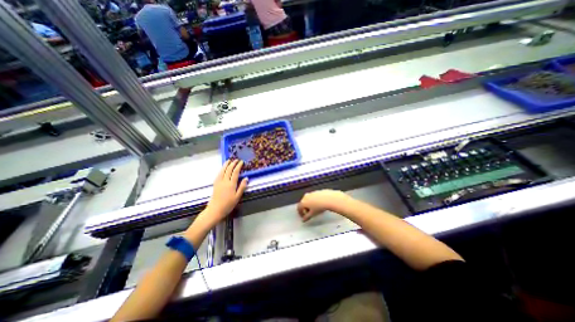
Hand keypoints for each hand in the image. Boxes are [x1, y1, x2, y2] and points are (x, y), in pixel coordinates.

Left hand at [203, 160, 247, 224]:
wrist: (215, 210)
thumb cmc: (228, 204)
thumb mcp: (237, 197)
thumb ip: (242, 187)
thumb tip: (246, 178)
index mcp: (231, 184)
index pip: (235, 172)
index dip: (238, 166)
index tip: (241, 162)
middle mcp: (224, 181)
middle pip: (228, 170)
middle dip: (233, 163)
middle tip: (236, 160)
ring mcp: (219, 182)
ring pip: (222, 170)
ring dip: (226, 164)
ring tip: (229, 160)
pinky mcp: (215, 184)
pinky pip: (218, 174)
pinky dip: (221, 169)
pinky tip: (222, 168)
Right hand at [299, 190, 347, 221]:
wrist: (328, 199)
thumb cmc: (319, 207)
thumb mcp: (312, 214)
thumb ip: (307, 217)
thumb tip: (304, 220)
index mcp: (303, 202)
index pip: (299, 208)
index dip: (301, 213)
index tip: (304, 217)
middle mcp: (306, 196)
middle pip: (303, 203)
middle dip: (305, 208)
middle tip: (309, 213)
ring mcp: (311, 193)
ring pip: (308, 199)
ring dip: (310, 204)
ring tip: (315, 209)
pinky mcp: (316, 191)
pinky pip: (314, 197)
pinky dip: (314, 201)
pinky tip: (319, 204)